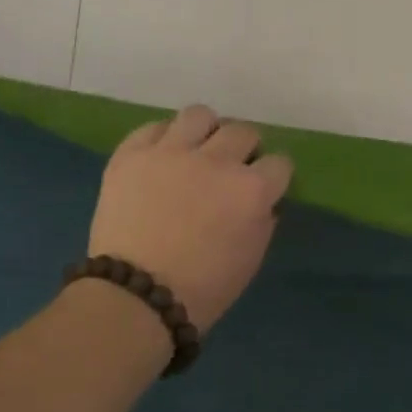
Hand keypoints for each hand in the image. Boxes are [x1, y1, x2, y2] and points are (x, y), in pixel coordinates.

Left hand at [87, 105, 293, 332]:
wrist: (136, 296)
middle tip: (230, 172)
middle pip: (243, 132)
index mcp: (251, 190)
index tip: (264, 189)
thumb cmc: (203, 290)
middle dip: (244, 151)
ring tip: (196, 153)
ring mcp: (171, 152)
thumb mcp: (250, 259)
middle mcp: (216, 161)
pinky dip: (164, 140)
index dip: (273, 177)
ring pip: (200, 115)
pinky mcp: (132, 154)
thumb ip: (262, 221)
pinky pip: (154, 127)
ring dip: (205, 133)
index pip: (280, 163)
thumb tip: (262, 201)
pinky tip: (162, 159)